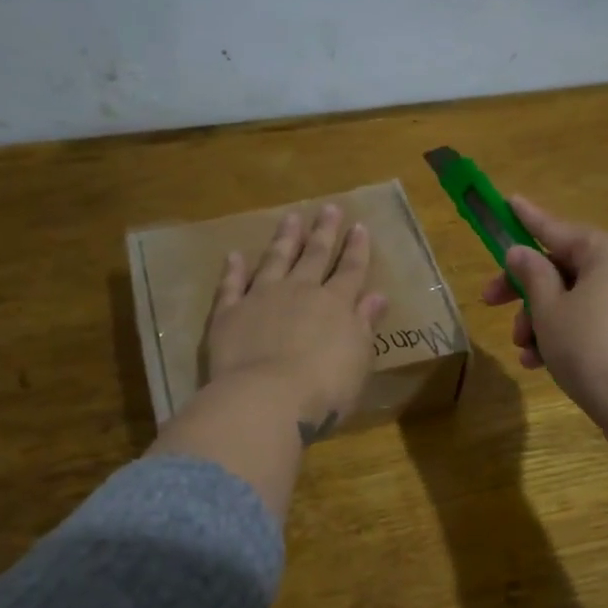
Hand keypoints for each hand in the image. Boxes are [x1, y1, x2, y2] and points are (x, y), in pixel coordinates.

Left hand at [205, 204, 388, 443]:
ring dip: (284, 239)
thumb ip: (365, 324)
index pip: (350, 270)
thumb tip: (377, 296)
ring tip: (291, 218)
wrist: (267, 399)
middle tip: (329, 208)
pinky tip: (235, 255)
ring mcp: (262, 298)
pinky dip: (234, 270)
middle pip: (314, 255)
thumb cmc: (324, 388)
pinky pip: (232, 285)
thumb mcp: (358, 359)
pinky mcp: (229, 313)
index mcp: (336, 304)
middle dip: (324, 232)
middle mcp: (300, 292)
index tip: (360, 227)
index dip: (357, 249)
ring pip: (275, 260)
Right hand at [482, 195, 607, 449]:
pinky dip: (566, 335)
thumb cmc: (590, 347)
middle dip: (525, 291)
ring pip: (575, 299)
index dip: (526, 218)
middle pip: (563, 268)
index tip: (507, 201)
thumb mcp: (549, 310)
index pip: (557, 229)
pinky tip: (542, 363)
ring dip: (542, 320)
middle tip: (490, 302)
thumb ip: (531, 276)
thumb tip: (520, 252)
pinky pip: (593, 321)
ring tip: (524, 350)